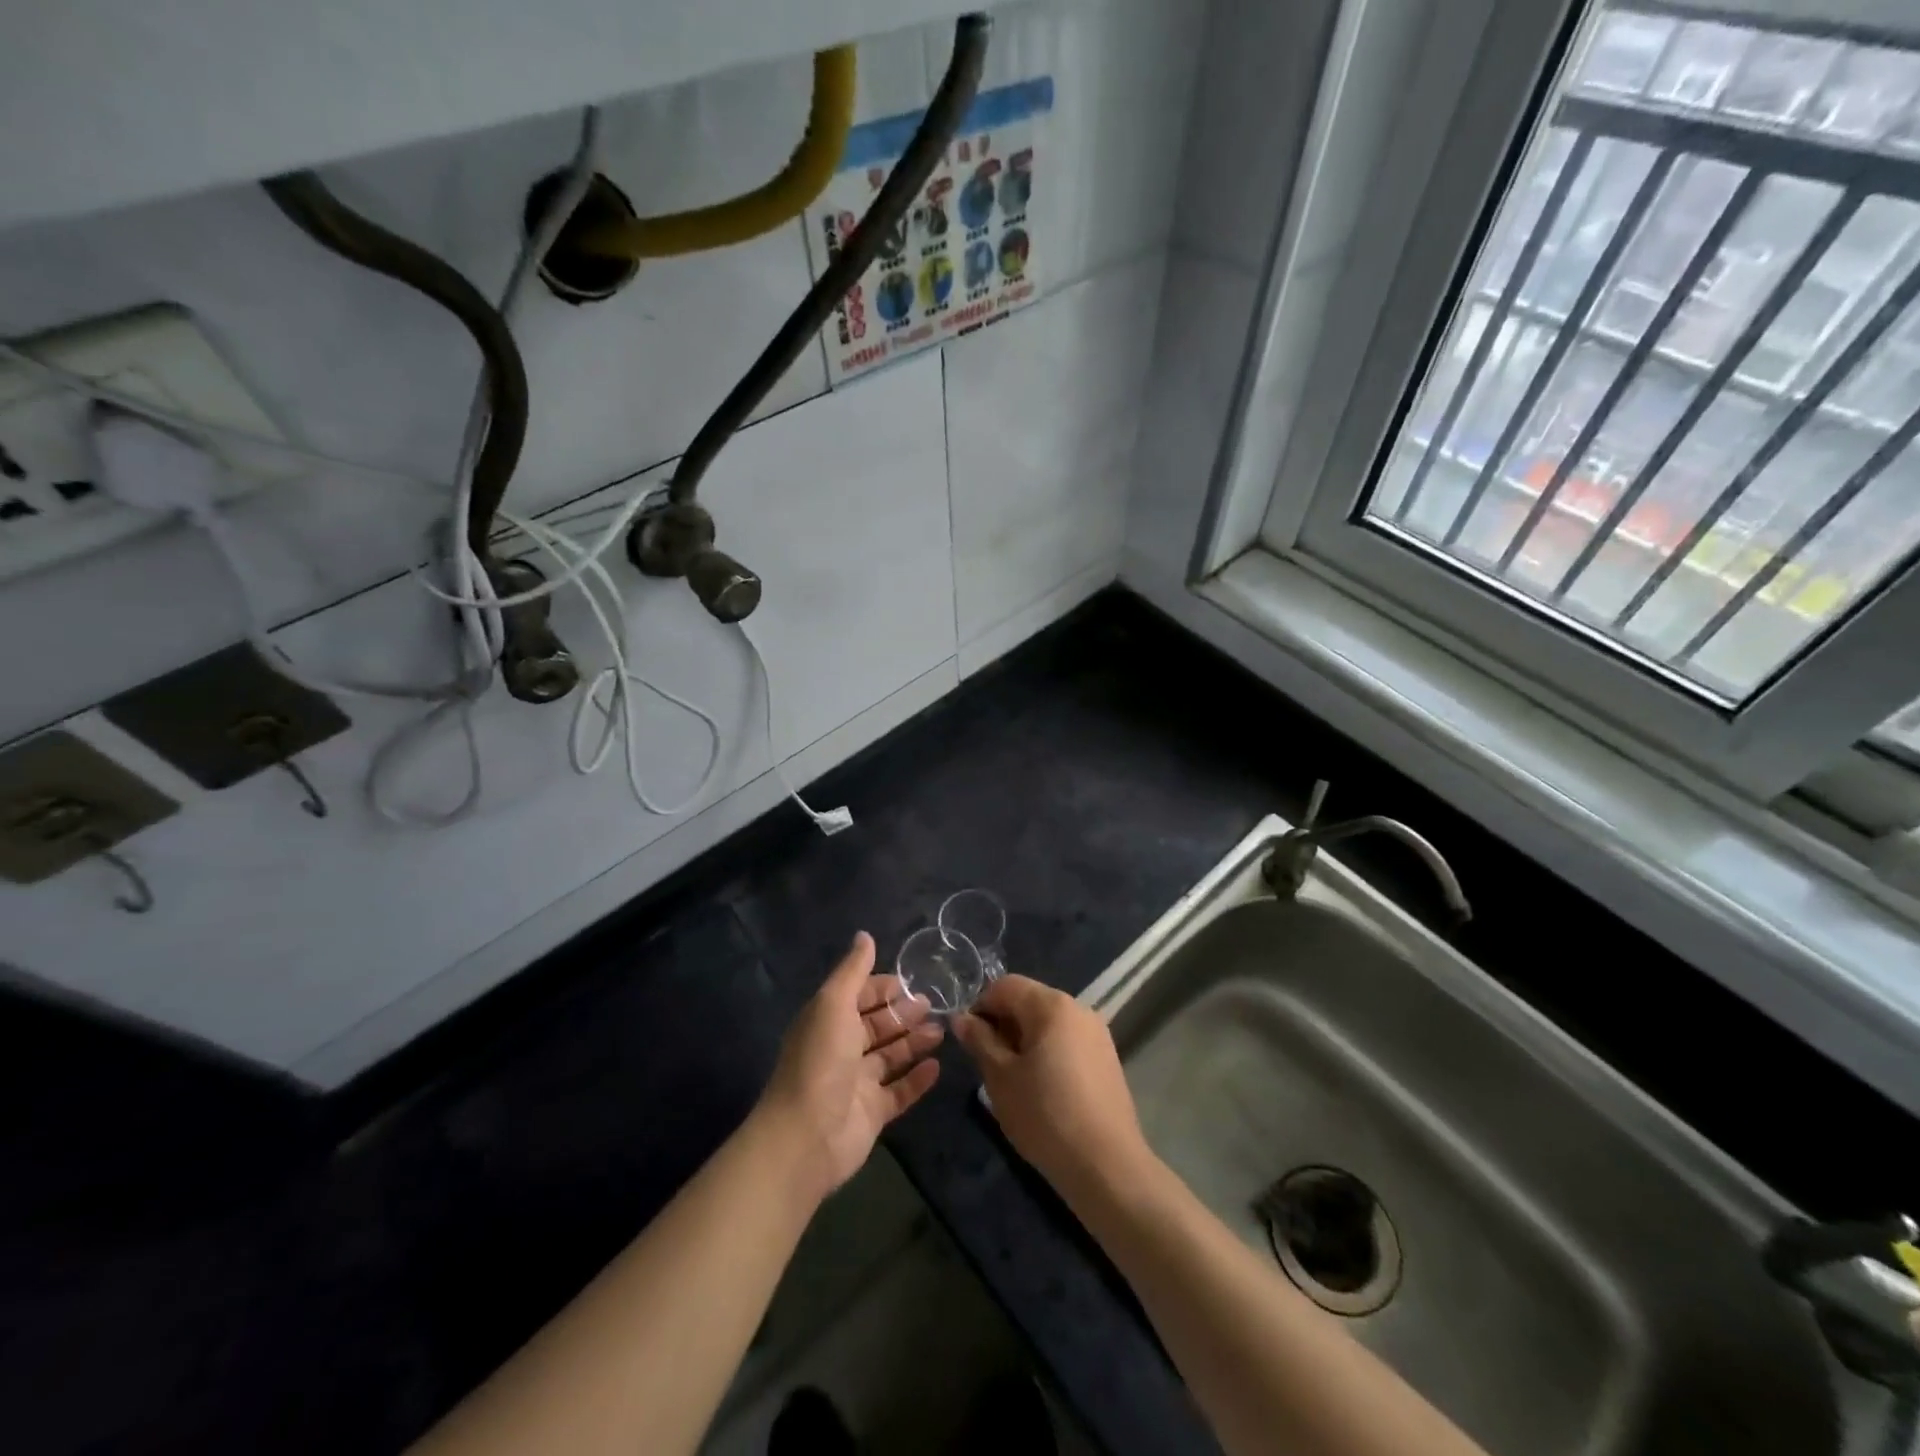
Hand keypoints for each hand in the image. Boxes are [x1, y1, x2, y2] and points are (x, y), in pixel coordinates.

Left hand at [758, 932, 942, 1201]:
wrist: (805, 1136)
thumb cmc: (820, 1061)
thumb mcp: (833, 1004)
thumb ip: (852, 971)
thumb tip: (864, 935)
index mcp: (827, 1021)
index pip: (858, 996)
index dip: (881, 987)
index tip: (910, 980)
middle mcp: (841, 1049)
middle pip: (876, 1026)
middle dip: (902, 1013)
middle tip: (933, 1003)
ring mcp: (856, 1083)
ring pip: (890, 1057)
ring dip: (914, 1042)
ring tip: (942, 1031)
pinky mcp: (872, 1113)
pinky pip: (899, 1091)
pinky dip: (917, 1079)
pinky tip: (937, 1067)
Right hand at [952, 976, 1150, 1201]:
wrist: (1106, 1165)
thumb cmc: (1045, 1115)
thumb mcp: (1000, 1077)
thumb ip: (980, 1040)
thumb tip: (962, 1018)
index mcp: (1051, 1005)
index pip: (1005, 985)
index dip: (981, 1007)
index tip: (970, 1041)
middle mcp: (1078, 1008)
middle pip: (1029, 1000)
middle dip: (1003, 1024)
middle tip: (989, 1064)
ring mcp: (1097, 1032)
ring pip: (1048, 1022)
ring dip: (1025, 1039)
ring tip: (1014, 1079)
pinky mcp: (1107, 1057)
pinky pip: (1067, 1040)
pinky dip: (1048, 1052)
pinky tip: (1043, 1089)